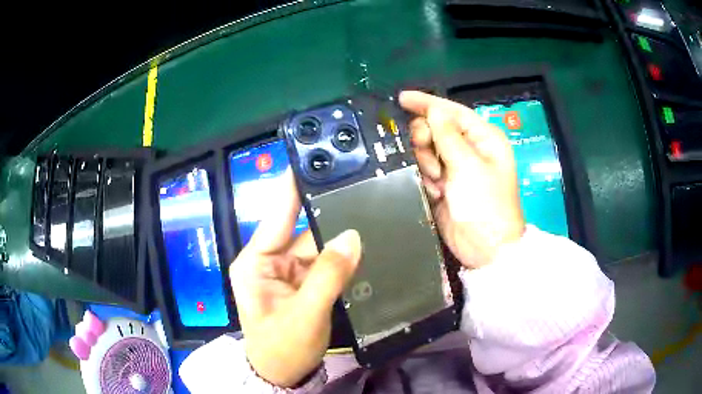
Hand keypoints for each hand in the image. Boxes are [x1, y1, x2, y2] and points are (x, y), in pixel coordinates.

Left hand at [230, 171, 361, 387]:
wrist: (284, 375)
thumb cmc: (281, 348)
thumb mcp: (304, 315)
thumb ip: (328, 276)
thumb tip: (352, 237)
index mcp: (256, 261)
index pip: (277, 215)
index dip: (293, 187)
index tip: (312, 159)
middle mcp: (270, 260)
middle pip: (304, 229)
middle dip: (330, 213)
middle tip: (360, 188)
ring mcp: (290, 272)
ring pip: (319, 245)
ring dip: (341, 236)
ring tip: (370, 214)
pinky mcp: (305, 283)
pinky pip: (327, 263)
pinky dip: (343, 256)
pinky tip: (364, 243)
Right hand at [399, 91, 524, 268]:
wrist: (484, 247)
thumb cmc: (485, 204)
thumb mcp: (468, 165)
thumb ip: (447, 135)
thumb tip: (433, 110)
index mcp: (484, 138)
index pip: (452, 111)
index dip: (427, 103)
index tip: (401, 98)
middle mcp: (471, 149)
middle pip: (436, 129)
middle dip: (428, 141)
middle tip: (429, 158)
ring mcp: (457, 168)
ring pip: (427, 150)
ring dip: (428, 163)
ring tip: (439, 182)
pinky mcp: (445, 185)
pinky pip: (425, 170)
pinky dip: (427, 179)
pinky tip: (436, 192)